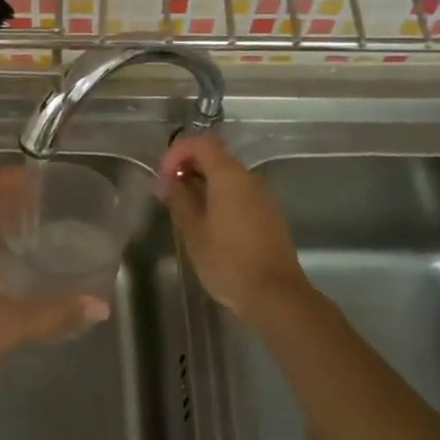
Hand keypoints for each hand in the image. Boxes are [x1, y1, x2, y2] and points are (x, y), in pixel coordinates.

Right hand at [159, 134, 312, 324]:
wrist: (276, 296)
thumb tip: (170, 182)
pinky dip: (218, 198)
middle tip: (167, 195)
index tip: (163, 179)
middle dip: (187, 168)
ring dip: (201, 184)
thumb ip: (180, 199)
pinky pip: (238, 194)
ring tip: (183, 211)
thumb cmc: (229, 262)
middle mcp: (249, 179)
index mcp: (230, 176)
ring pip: (226, 177)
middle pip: (214, 157)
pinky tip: (207, 225)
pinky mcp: (268, 215)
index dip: (176, 153)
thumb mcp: (194, 231)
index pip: (200, 143)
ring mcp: (262, 197)